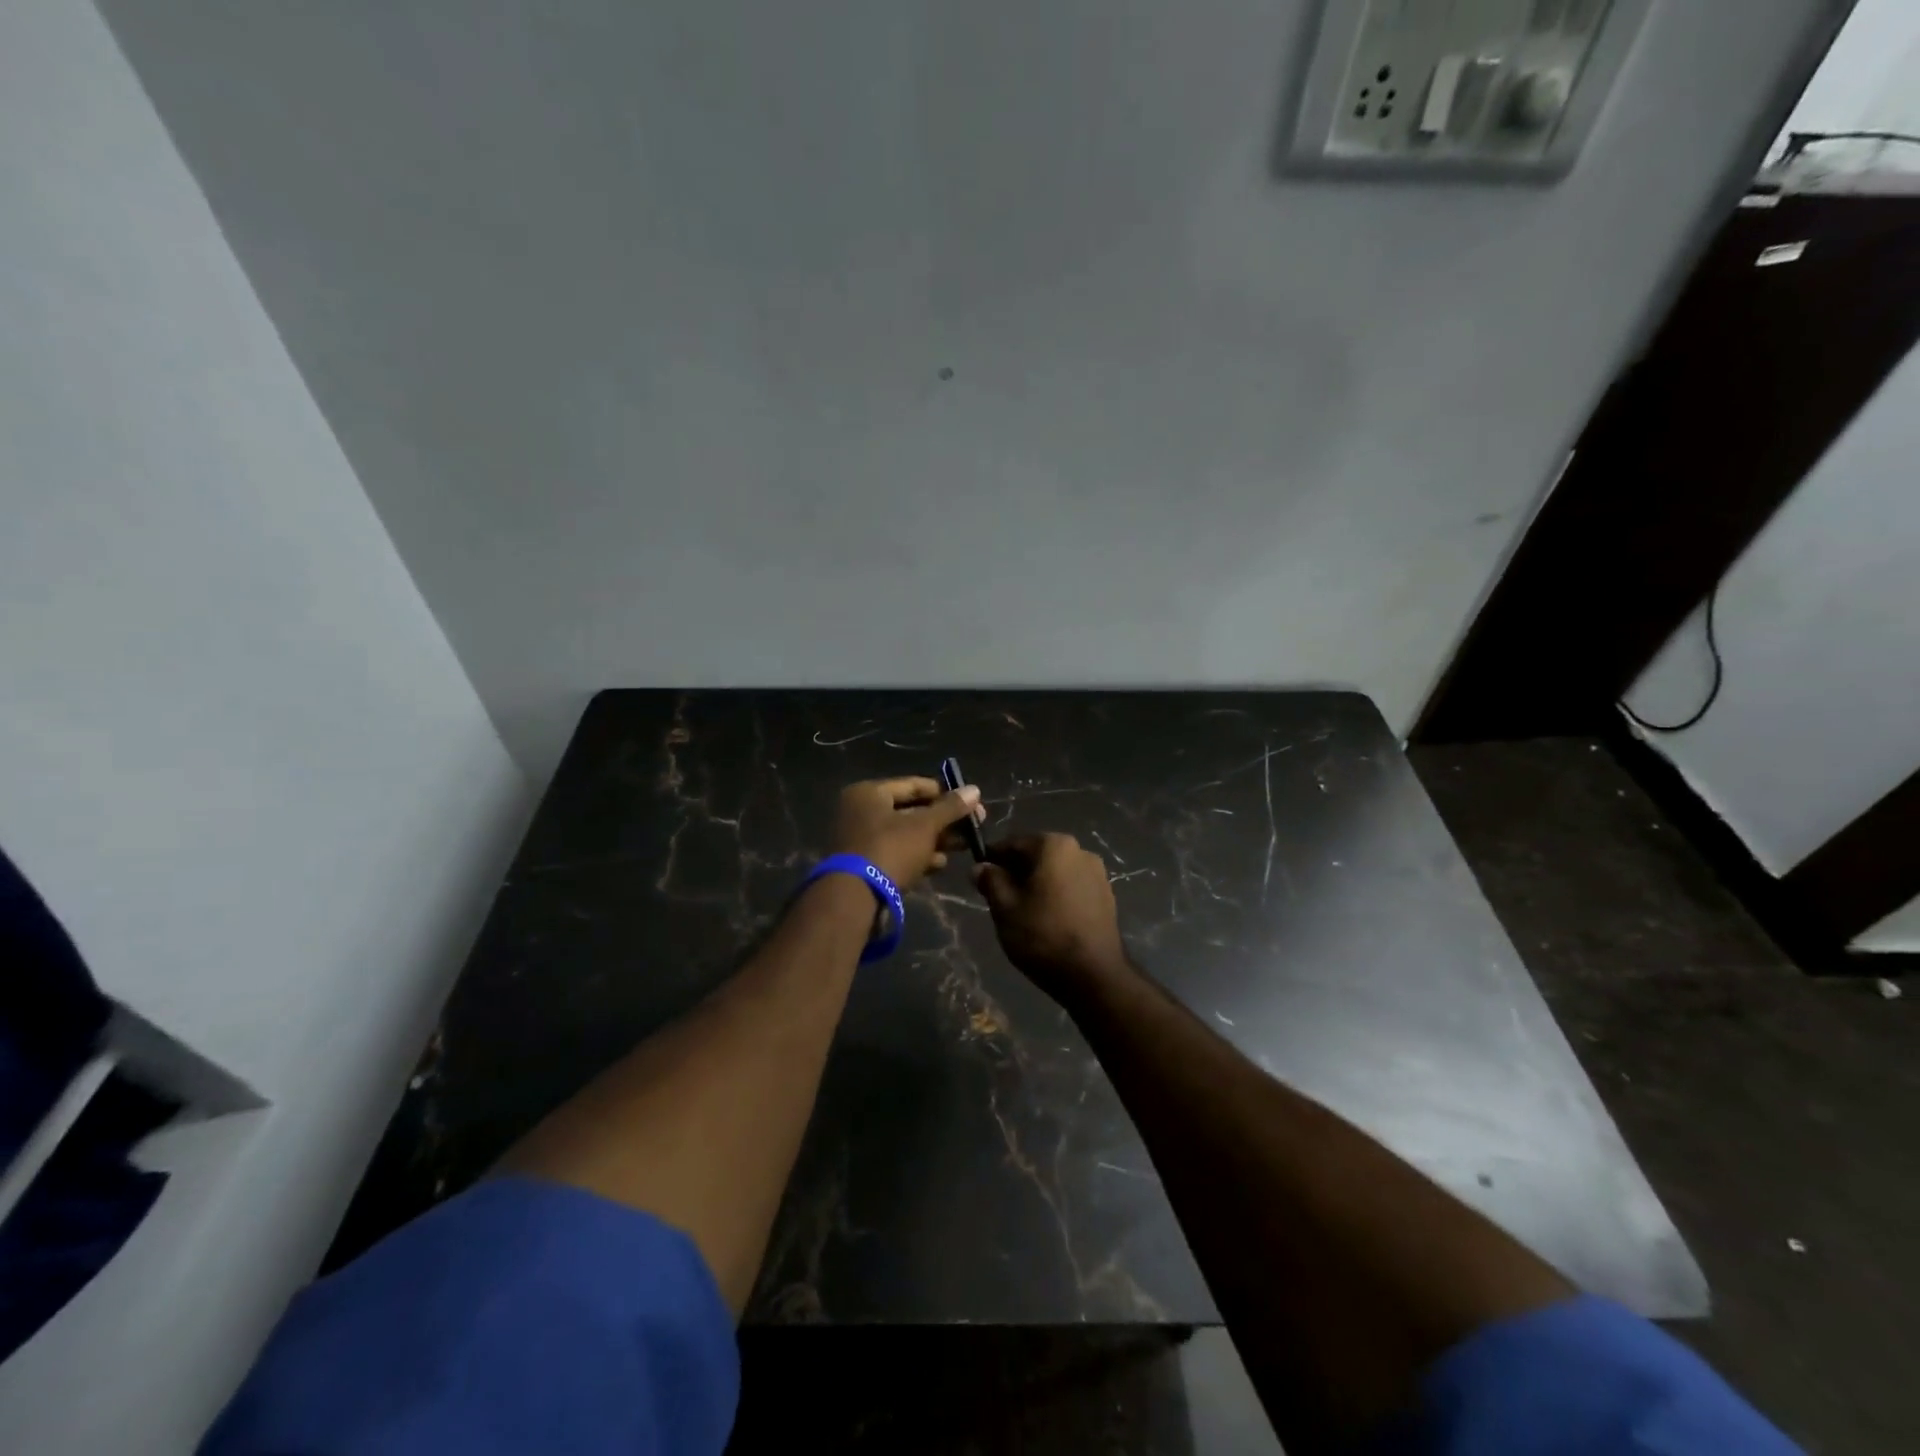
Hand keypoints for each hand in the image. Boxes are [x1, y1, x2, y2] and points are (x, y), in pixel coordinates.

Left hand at [831, 777, 983, 891]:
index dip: (945, 793)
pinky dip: (918, 856)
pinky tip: (940, 864)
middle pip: (911, 811)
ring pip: (906, 834)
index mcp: (869, 793)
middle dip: (943, 820)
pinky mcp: (865, 865)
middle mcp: (861, 812)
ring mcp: (861, 840)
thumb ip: (950, 808)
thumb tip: (975, 790)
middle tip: (973, 827)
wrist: (855, 899)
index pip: (914, 785)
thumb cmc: (890, 850)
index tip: (972, 803)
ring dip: (935, 840)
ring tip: (963, 846)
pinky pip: (897, 853)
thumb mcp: (925, 826)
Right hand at [973, 834, 1127, 999]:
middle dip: (1016, 871)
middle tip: (998, 897)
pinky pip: (1072, 886)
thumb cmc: (1043, 935)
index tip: (979, 876)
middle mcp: (1080, 850)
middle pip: (1037, 855)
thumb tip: (980, 866)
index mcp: (1054, 845)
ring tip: (1022, 911)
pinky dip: (1056, 894)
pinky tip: (1047, 918)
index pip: (1013, 842)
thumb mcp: (1005, 908)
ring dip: (1037, 883)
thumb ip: (990, 881)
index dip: (993, 858)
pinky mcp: (1107, 896)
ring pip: (1056, 871)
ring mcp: (1098, 873)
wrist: (1093, 975)